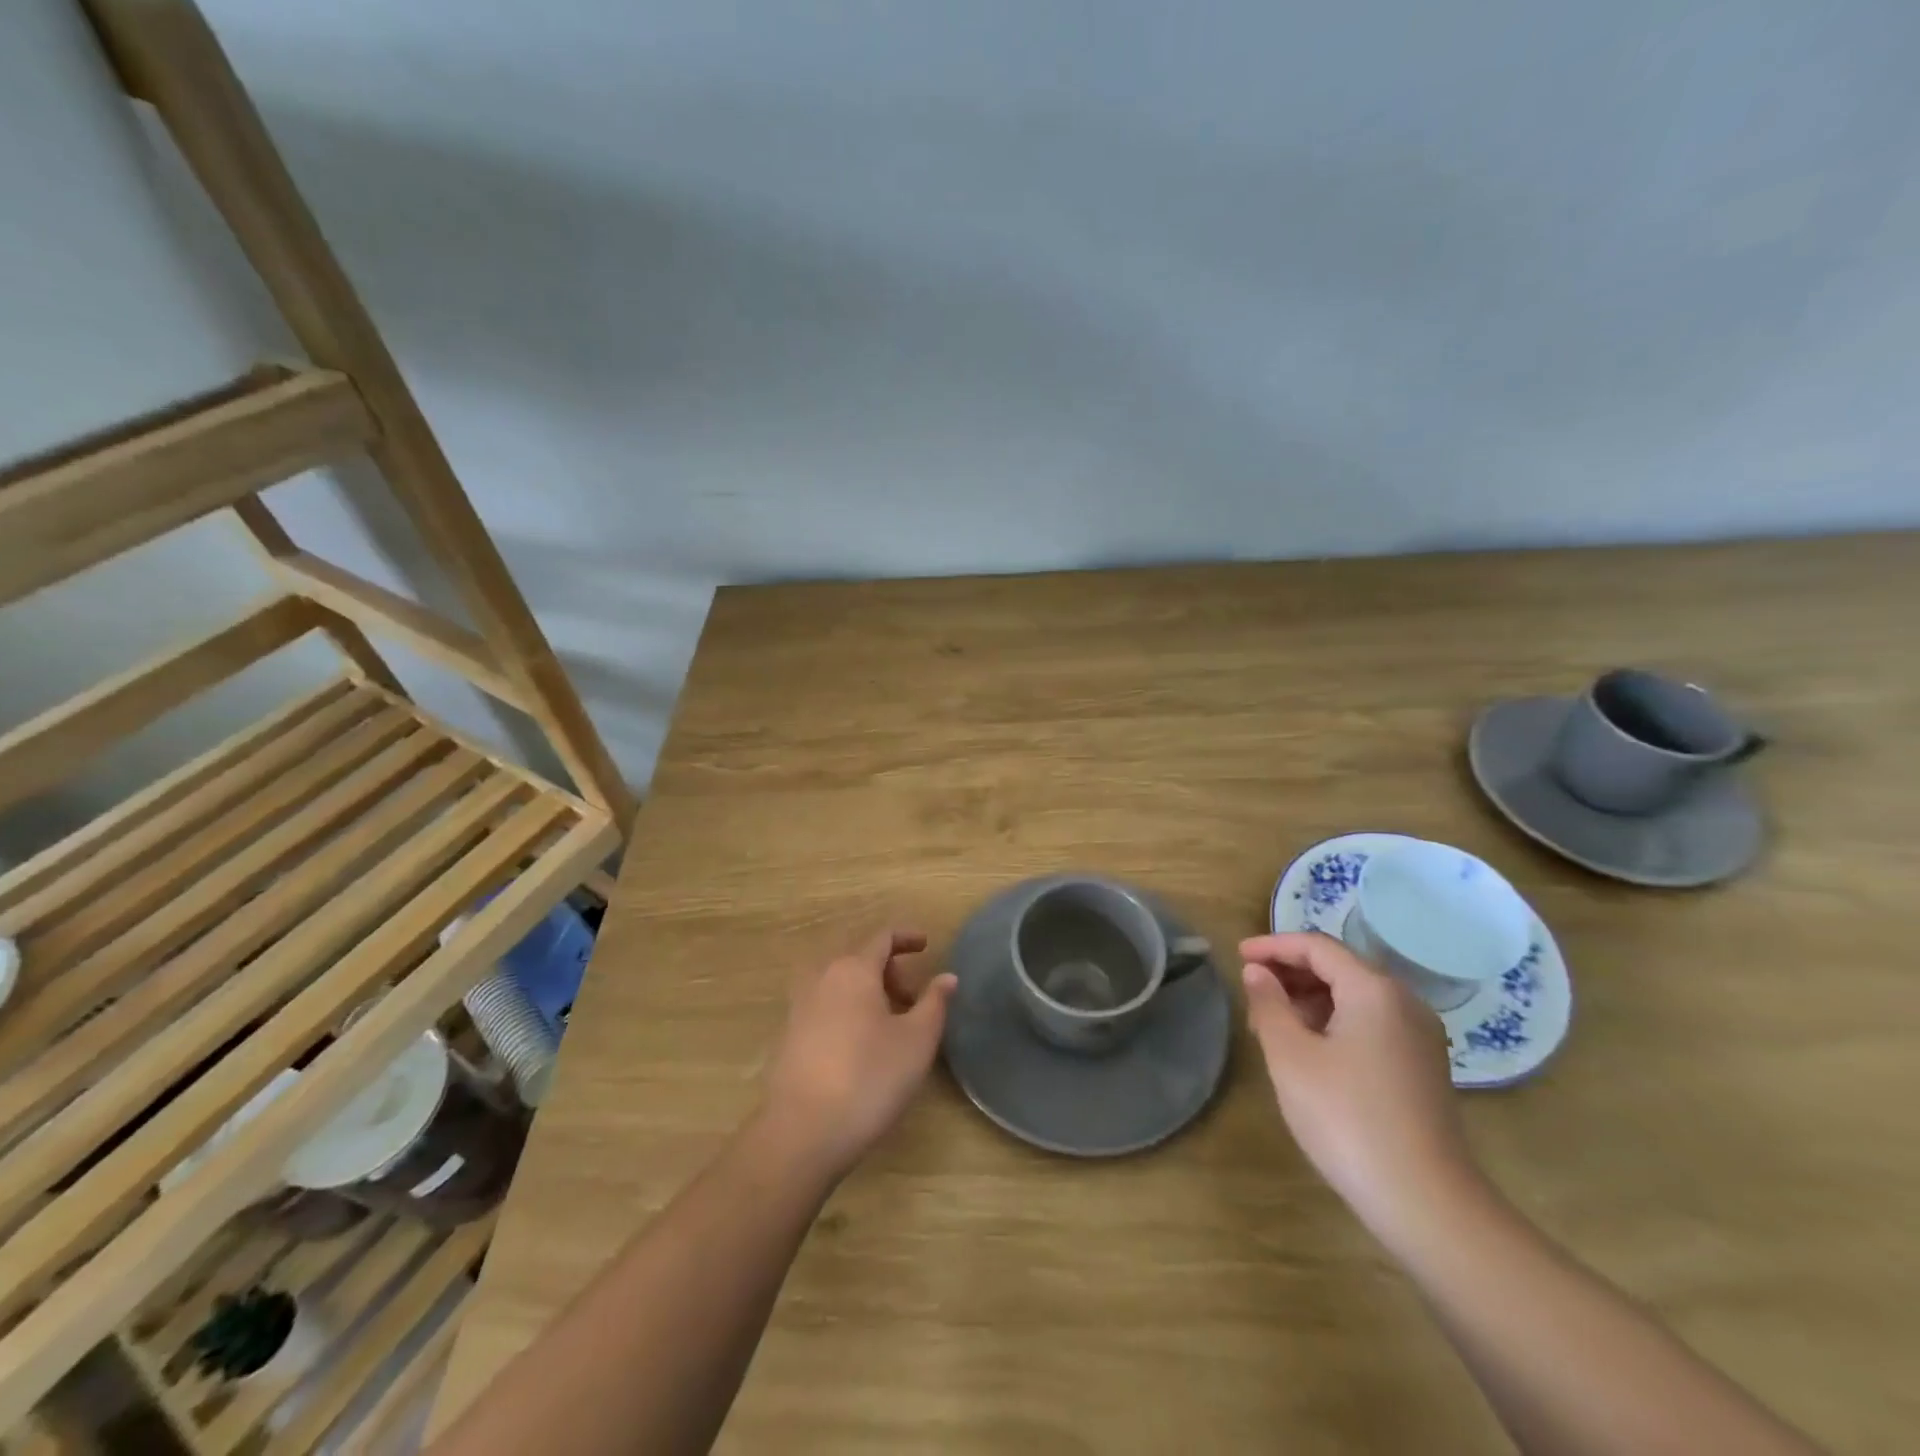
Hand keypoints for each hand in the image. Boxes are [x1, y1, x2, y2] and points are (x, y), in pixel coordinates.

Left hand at [759, 929, 955, 1181]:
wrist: (802, 1133)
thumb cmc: (869, 1078)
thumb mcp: (917, 1041)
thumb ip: (934, 1002)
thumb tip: (947, 977)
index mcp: (854, 969)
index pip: (882, 937)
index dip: (907, 937)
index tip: (927, 945)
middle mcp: (822, 977)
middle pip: (861, 959)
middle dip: (891, 971)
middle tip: (914, 1000)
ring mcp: (800, 1006)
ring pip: (842, 984)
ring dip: (869, 993)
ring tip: (891, 1026)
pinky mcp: (789, 1036)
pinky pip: (826, 1006)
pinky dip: (849, 1011)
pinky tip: (861, 1047)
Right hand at [1241, 932, 1481, 1242]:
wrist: (1425, 1201)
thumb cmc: (1346, 1118)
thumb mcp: (1291, 1056)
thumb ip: (1269, 1005)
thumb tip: (1257, 972)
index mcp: (1374, 990)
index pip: (1317, 947)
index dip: (1273, 946)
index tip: (1237, 956)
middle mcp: (1404, 1002)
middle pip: (1340, 968)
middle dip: (1291, 972)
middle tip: (1251, 991)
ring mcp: (1419, 1036)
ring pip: (1355, 997)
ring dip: (1310, 998)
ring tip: (1271, 1022)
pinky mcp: (1422, 1066)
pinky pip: (1371, 1023)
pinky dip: (1335, 1021)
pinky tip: (1309, 1048)